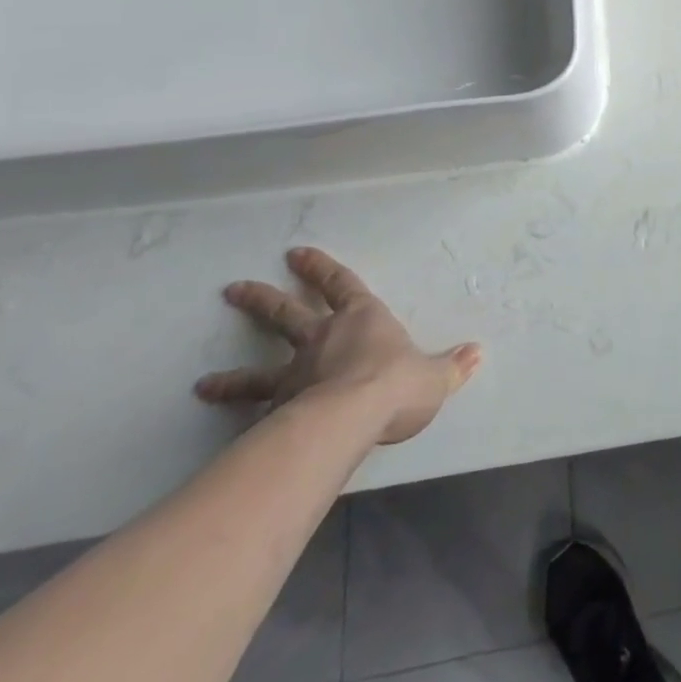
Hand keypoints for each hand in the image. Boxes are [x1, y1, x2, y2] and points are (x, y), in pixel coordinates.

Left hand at [196, 246, 480, 444]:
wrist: (351, 418)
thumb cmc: (396, 384)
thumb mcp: (435, 376)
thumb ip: (452, 366)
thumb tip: (477, 353)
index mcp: (363, 319)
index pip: (340, 284)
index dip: (320, 269)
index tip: (296, 254)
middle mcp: (323, 338)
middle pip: (287, 313)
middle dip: (262, 300)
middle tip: (234, 289)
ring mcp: (294, 374)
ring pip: (258, 368)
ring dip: (232, 373)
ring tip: (203, 381)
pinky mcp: (276, 410)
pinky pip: (252, 410)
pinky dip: (235, 414)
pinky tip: (218, 427)